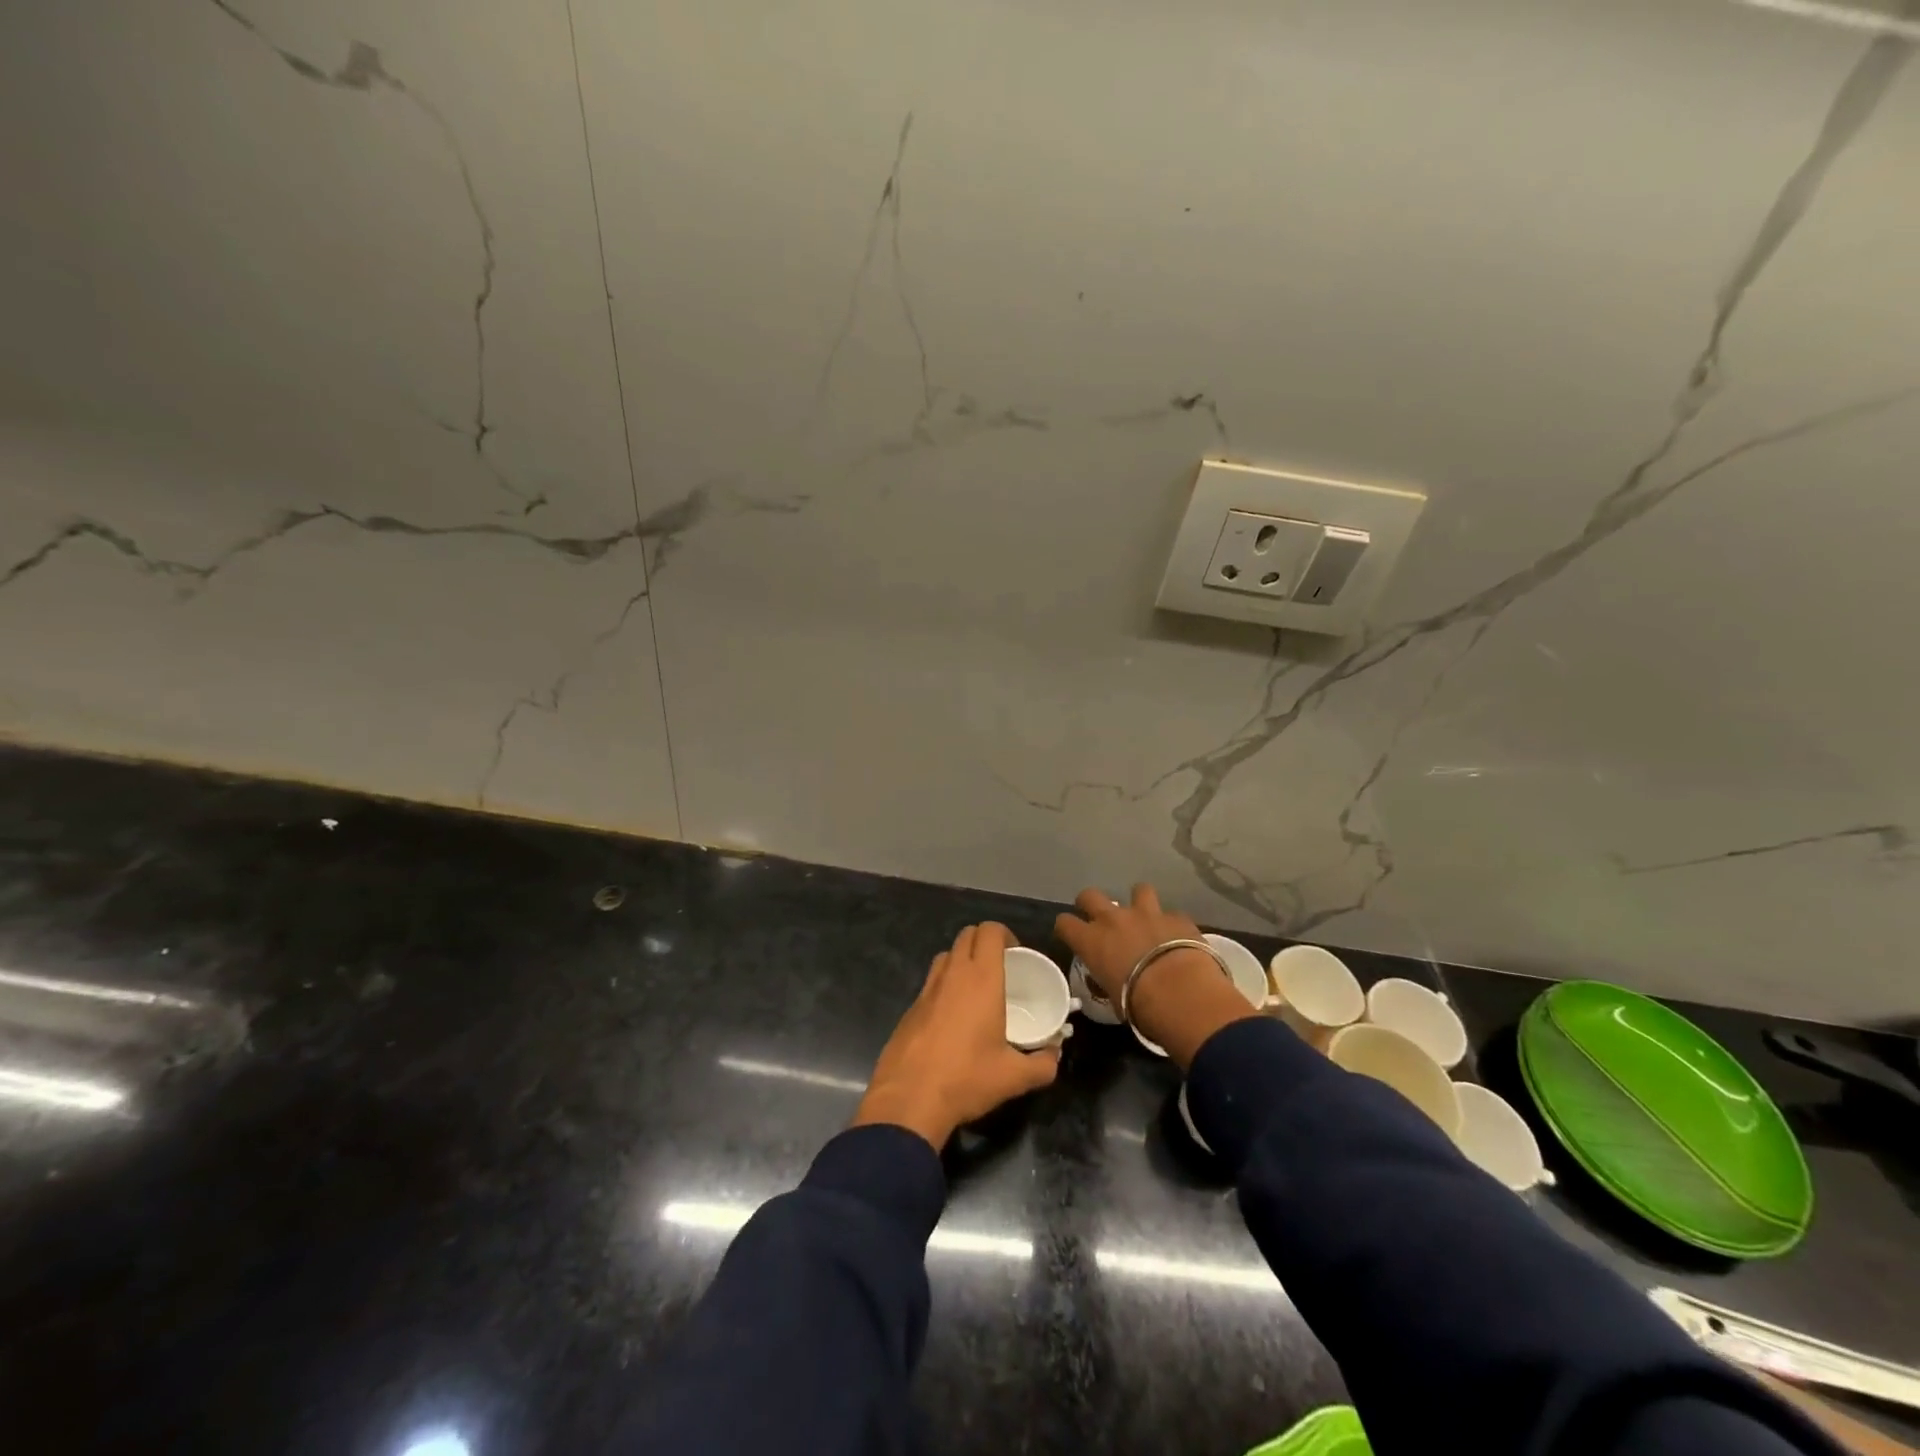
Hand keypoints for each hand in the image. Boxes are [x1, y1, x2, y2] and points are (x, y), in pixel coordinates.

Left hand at [852, 922, 1061, 1150]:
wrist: (909, 1098)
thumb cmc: (967, 1079)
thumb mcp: (1014, 1077)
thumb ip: (1043, 1064)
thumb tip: (1055, 1056)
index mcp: (981, 979)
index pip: (990, 930)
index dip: (1005, 934)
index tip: (1017, 955)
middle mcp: (953, 974)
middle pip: (967, 935)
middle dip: (985, 942)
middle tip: (1000, 968)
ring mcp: (927, 988)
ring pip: (946, 955)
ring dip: (962, 959)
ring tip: (977, 988)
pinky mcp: (910, 1007)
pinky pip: (931, 981)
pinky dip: (944, 984)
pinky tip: (953, 1016)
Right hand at [1054, 884, 1259, 1068]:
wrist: (1182, 993)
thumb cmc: (1139, 1005)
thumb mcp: (1112, 999)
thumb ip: (1106, 981)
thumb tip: (1108, 980)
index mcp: (1091, 941)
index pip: (1064, 923)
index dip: (1067, 928)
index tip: (1073, 936)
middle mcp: (1113, 919)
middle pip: (1090, 895)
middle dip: (1092, 903)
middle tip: (1101, 919)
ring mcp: (1146, 913)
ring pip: (1138, 890)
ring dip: (1139, 903)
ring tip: (1146, 918)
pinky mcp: (1176, 917)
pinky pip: (1171, 914)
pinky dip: (1172, 924)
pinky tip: (1178, 937)